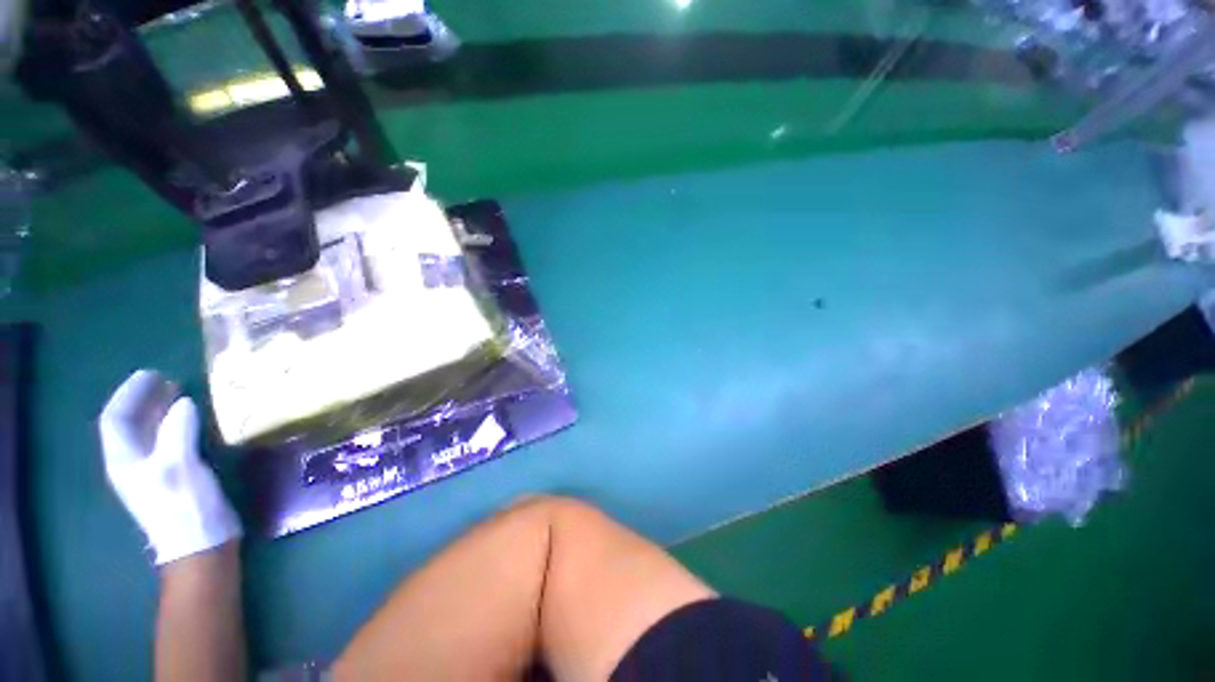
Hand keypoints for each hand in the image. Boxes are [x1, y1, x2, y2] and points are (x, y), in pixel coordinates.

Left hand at [98, 370, 241, 564]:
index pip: (115, 419)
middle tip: (167, 379)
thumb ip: (177, 432)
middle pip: (128, 424)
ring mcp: (152, 470)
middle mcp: (132, 463)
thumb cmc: (184, 505)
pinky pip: (165, 441)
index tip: (151, 374)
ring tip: (179, 393)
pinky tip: (190, 420)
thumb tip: (183, 402)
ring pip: (147, 432)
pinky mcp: (172, 475)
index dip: (129, 394)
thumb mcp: (178, 466)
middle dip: (143, 399)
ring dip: (159, 410)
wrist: (200, 543)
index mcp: (124, 460)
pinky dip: (173, 425)